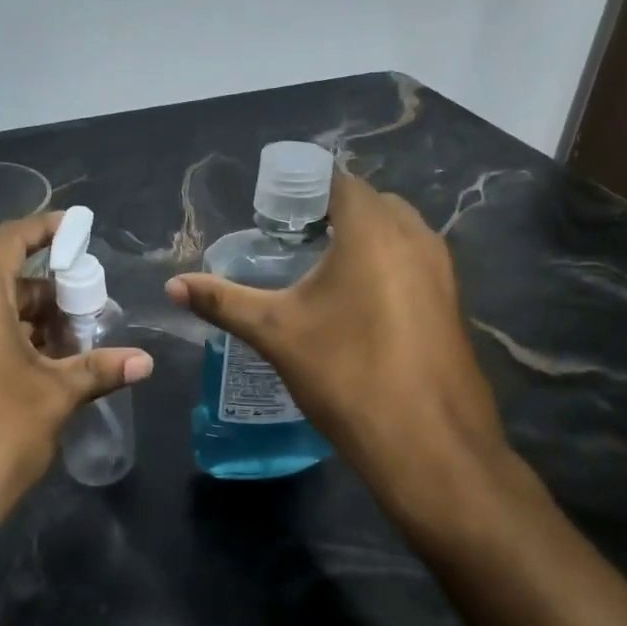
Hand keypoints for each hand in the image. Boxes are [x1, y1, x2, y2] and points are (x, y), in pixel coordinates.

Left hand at [0, 213, 152, 556]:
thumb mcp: (54, 398)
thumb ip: (99, 369)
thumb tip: (145, 361)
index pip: (9, 241)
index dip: (44, 229)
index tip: (78, 229)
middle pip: (1, 279)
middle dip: (49, 291)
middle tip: (90, 306)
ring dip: (30, 321)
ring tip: (74, 342)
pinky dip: (5, 341)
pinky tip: (40, 369)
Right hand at [166, 170, 525, 529]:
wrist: (428, 444)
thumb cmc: (347, 375)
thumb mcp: (276, 333)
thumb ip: (224, 301)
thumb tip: (173, 285)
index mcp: (373, 230)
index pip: (339, 181)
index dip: (304, 190)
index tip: (273, 213)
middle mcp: (416, 237)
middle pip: (371, 202)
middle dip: (334, 211)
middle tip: (293, 239)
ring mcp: (443, 270)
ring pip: (398, 232)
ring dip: (364, 238)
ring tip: (322, 271)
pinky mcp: (453, 302)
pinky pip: (415, 262)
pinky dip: (387, 265)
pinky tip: (359, 305)